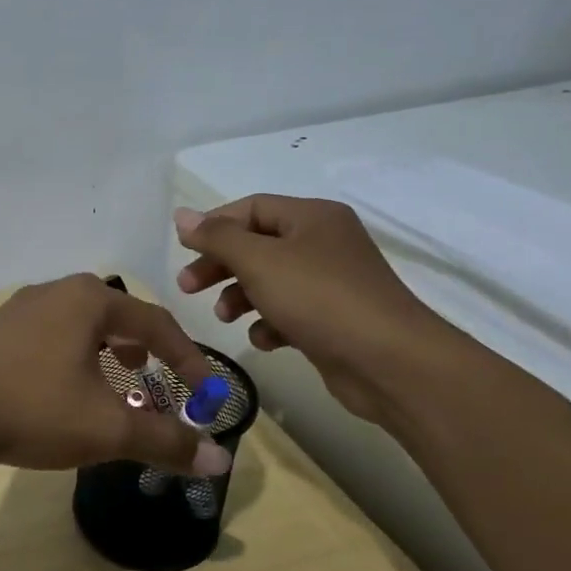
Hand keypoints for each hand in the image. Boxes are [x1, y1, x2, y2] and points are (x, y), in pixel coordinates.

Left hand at [0, 274, 232, 475]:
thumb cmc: (33, 407)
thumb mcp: (107, 428)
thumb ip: (165, 441)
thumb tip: (219, 462)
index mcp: (90, 300)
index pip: (157, 324)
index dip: (189, 361)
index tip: (206, 396)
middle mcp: (56, 292)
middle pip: (118, 316)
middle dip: (147, 350)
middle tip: (159, 380)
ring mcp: (20, 308)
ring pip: (82, 325)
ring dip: (109, 352)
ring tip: (118, 380)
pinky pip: (52, 336)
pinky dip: (75, 357)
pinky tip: (65, 388)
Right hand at [174, 196, 451, 425]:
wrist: (389, 362)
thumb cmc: (319, 299)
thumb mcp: (259, 261)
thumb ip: (217, 237)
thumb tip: (182, 216)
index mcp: (312, 217)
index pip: (251, 208)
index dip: (214, 226)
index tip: (183, 251)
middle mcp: (324, 243)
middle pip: (256, 245)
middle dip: (220, 265)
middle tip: (186, 287)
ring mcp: (331, 283)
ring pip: (269, 280)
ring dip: (239, 296)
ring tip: (222, 317)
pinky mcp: (333, 319)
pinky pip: (289, 312)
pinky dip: (269, 323)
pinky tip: (264, 339)